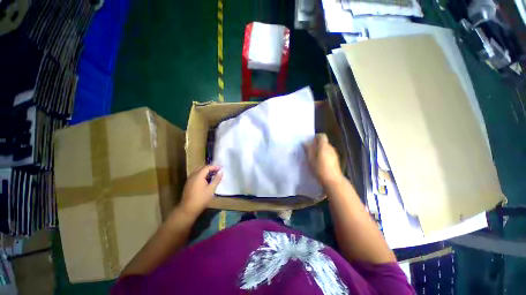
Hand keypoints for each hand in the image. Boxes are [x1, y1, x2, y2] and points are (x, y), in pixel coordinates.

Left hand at [178, 165, 222, 217]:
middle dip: (210, 168)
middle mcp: (193, 176)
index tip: (221, 167)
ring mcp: (189, 180)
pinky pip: (195, 175)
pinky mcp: (188, 184)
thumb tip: (221, 172)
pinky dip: (201, 175)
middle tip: (217, 170)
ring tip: (213, 174)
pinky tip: (206, 180)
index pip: (207, 167)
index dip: (214, 166)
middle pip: (202, 168)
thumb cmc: (201, 199)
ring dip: (205, 171)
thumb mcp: (211, 189)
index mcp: (198, 176)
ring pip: (198, 171)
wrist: (188, 209)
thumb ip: (217, 179)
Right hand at [304, 133, 342, 185]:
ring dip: (321, 151)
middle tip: (310, 150)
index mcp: (324, 146)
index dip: (316, 137)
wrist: (333, 180)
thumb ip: (308, 149)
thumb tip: (304, 142)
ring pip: (327, 149)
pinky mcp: (336, 161)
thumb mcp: (310, 159)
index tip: (310, 141)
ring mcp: (335, 154)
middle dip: (317, 145)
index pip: (322, 136)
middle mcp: (331, 148)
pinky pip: (329, 154)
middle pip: (324, 142)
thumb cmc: (319, 168)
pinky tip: (320, 163)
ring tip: (314, 157)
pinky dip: (324, 156)